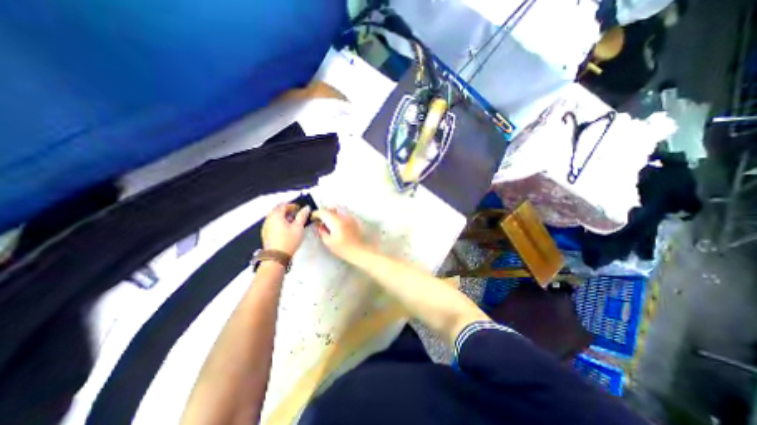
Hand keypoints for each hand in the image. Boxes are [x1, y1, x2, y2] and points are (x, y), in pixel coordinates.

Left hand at [261, 203, 307, 255]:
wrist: (277, 257)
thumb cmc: (286, 243)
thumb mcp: (298, 227)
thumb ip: (302, 216)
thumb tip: (306, 209)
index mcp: (276, 215)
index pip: (284, 205)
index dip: (293, 206)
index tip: (299, 209)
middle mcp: (269, 220)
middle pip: (278, 210)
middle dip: (287, 211)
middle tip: (296, 214)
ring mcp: (266, 227)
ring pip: (275, 217)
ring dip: (283, 217)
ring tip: (293, 222)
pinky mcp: (266, 234)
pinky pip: (273, 224)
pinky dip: (279, 223)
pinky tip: (286, 229)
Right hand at [308, 208, 365, 258]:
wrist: (361, 251)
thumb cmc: (344, 249)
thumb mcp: (329, 242)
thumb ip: (322, 231)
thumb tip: (319, 225)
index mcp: (335, 220)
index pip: (323, 211)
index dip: (316, 214)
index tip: (313, 218)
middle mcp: (343, 215)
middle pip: (332, 207)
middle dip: (325, 211)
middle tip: (320, 219)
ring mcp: (351, 216)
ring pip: (339, 209)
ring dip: (333, 212)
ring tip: (329, 222)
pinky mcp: (355, 219)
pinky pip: (345, 213)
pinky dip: (339, 215)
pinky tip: (338, 224)